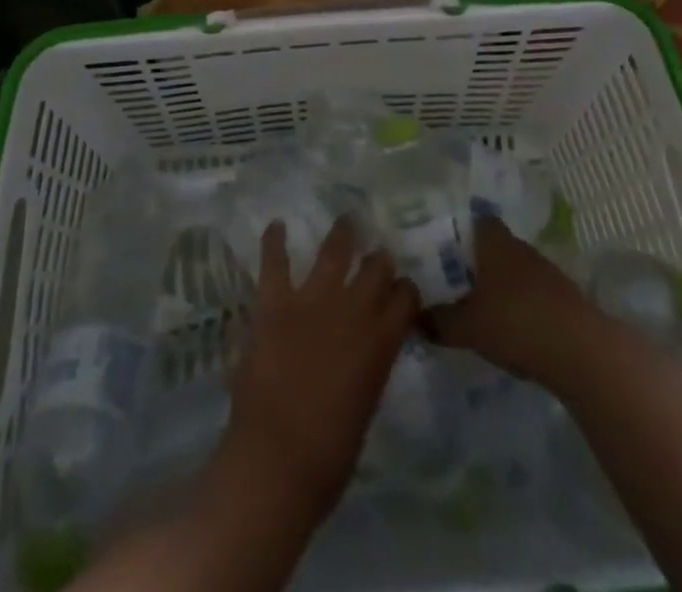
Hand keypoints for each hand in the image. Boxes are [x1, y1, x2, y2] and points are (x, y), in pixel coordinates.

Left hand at [218, 216, 418, 523]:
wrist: (276, 462)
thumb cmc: (328, 456)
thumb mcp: (366, 406)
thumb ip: (369, 367)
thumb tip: (365, 352)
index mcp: (380, 342)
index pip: (406, 298)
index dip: (406, 291)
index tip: (402, 289)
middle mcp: (352, 311)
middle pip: (376, 268)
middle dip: (380, 260)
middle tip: (377, 255)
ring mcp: (312, 301)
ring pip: (333, 252)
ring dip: (342, 234)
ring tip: (346, 219)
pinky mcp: (275, 303)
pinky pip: (275, 262)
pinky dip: (274, 241)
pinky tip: (276, 225)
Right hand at [424, 217, 602, 387]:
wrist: (581, 351)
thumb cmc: (516, 323)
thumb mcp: (468, 327)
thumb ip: (441, 321)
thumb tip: (415, 317)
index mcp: (495, 244)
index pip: (479, 222)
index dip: (463, 231)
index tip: (446, 246)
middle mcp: (521, 249)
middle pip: (497, 247)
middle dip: (480, 262)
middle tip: (457, 280)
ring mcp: (547, 272)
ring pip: (517, 271)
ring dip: (503, 285)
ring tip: (482, 307)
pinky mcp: (566, 299)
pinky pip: (536, 294)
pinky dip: (523, 305)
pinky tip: (513, 328)